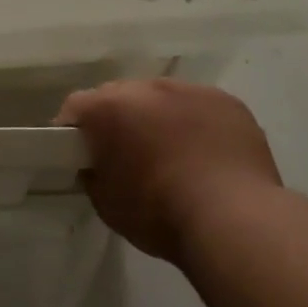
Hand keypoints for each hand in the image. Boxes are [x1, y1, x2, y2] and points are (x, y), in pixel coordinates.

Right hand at [56, 77, 280, 262]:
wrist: (233, 219)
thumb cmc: (159, 214)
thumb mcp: (107, 203)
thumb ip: (95, 173)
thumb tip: (99, 165)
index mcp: (108, 108)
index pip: (76, 107)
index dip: (74, 130)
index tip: (82, 154)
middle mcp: (145, 87)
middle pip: (120, 96)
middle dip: (119, 119)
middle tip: (128, 155)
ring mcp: (189, 90)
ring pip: (162, 98)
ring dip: (159, 118)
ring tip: (174, 155)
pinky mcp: (226, 101)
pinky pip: (200, 107)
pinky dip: (197, 124)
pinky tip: (208, 155)